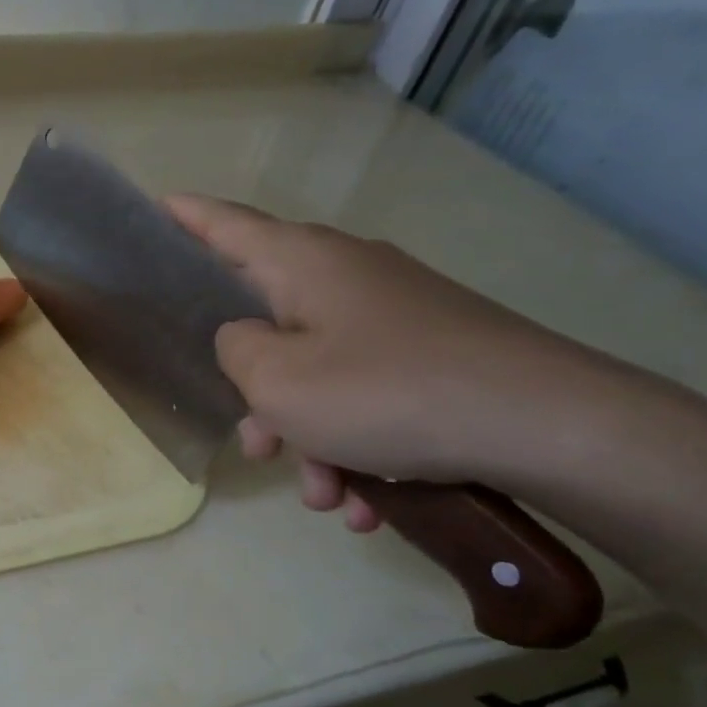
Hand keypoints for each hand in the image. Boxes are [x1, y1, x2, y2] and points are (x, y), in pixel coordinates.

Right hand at [165, 195, 606, 527]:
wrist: (552, 426)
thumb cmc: (386, 391)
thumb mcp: (277, 381)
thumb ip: (234, 351)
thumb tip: (245, 340)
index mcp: (301, 261)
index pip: (224, 223)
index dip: (184, 216)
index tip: (154, 204)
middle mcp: (345, 274)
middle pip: (268, 321)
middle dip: (256, 393)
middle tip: (254, 444)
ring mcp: (393, 313)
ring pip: (319, 372)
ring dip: (311, 437)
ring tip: (327, 496)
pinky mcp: (432, 352)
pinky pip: (367, 394)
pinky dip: (358, 445)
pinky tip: (369, 502)